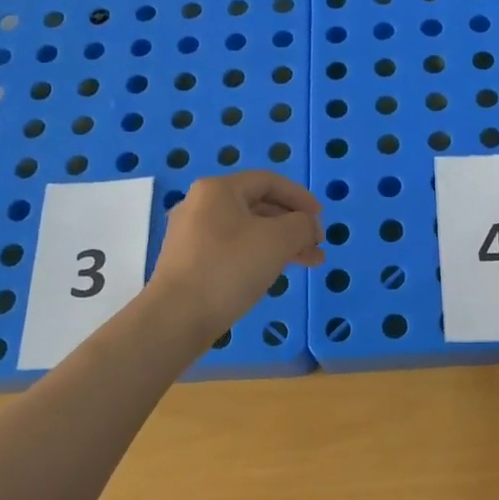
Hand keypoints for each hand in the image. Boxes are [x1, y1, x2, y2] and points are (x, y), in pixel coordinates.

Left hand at [152, 172, 324, 332]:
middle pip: (258, 206)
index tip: (321, 219)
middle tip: (317, 245)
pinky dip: (259, 255)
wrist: (177, 318)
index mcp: (218, 190)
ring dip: (281, 243)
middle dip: (293, 224)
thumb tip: (307, 226)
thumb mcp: (278, 240)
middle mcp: (200, 205)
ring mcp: (192, 235)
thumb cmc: (229, 268)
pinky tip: (275, 272)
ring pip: (248, 230)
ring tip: (308, 262)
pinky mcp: (189, 262)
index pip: (269, 181)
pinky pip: (233, 249)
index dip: (300, 197)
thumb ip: (302, 225)